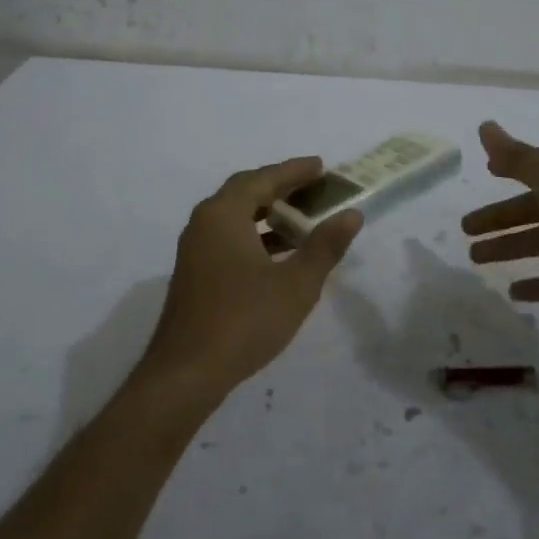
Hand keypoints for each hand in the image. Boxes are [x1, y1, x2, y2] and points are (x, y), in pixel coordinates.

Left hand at [140, 157, 362, 400]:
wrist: (187, 372)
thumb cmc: (244, 321)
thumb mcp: (296, 284)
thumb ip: (325, 246)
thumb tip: (351, 214)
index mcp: (224, 215)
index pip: (263, 178)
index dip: (294, 171)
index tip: (321, 166)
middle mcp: (204, 223)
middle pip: (245, 192)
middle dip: (280, 187)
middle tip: (314, 187)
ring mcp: (195, 249)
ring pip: (235, 216)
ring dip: (268, 213)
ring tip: (303, 220)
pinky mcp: (194, 272)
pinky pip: (228, 237)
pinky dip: (255, 235)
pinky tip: (279, 254)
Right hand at [461, 121, 538, 334]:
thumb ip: (520, 158)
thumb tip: (485, 127)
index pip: (537, 167)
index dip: (510, 168)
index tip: (484, 173)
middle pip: (536, 207)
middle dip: (500, 217)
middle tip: (464, 230)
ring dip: (512, 248)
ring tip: (477, 259)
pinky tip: (515, 293)